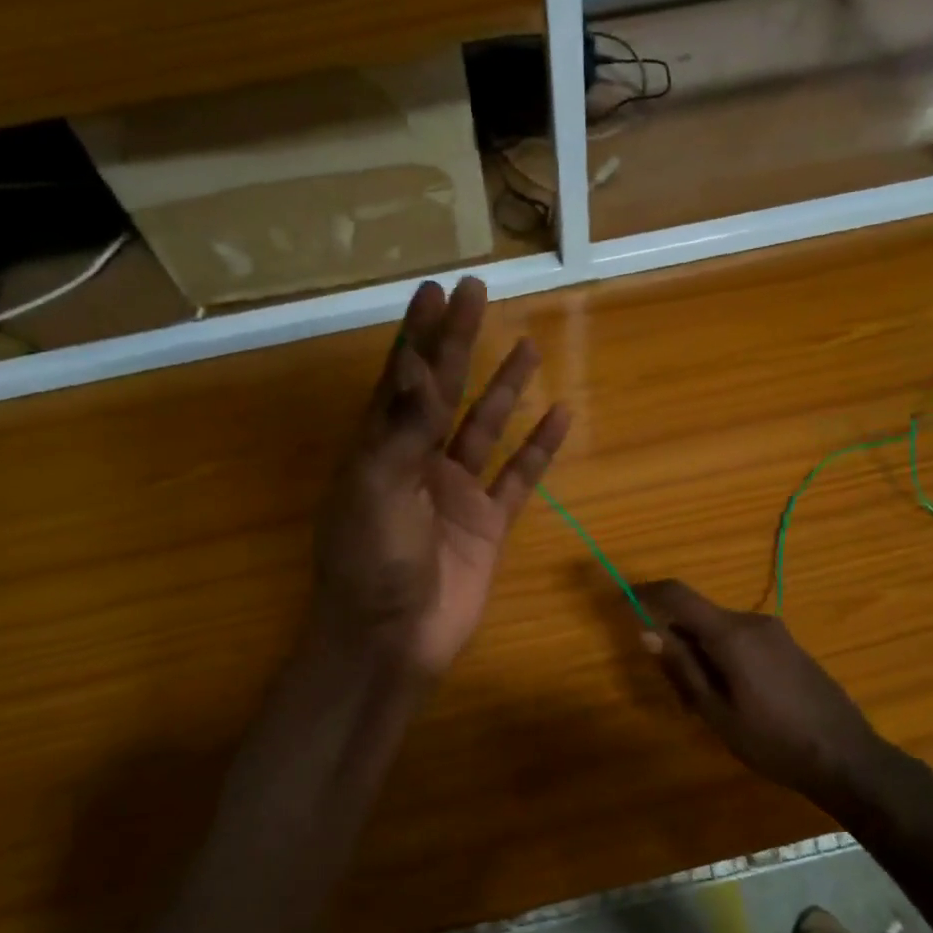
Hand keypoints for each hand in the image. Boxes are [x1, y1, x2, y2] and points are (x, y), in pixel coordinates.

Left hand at [314, 276, 569, 677]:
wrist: (393, 641)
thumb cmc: (373, 565)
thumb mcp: (377, 490)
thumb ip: (401, 429)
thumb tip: (416, 364)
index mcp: (381, 449)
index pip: (402, 378)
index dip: (419, 334)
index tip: (435, 291)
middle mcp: (418, 461)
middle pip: (444, 390)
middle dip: (460, 342)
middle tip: (479, 294)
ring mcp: (456, 492)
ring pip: (485, 427)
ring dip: (505, 389)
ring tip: (529, 347)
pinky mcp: (488, 523)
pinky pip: (519, 477)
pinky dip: (538, 448)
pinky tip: (560, 416)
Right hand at [633, 580, 892, 803]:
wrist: (846, 756)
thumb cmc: (773, 741)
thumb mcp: (716, 712)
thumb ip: (682, 668)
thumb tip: (647, 632)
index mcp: (732, 634)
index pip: (679, 595)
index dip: (647, 592)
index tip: (624, 599)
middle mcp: (753, 622)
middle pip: (700, 617)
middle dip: (678, 643)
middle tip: (678, 693)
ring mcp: (775, 632)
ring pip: (721, 631)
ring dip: (703, 655)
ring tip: (708, 706)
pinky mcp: (789, 646)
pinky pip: (743, 640)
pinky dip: (726, 658)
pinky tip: (736, 699)